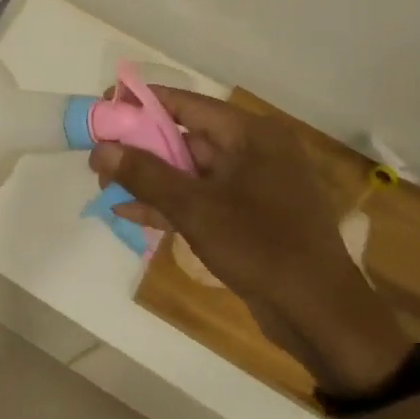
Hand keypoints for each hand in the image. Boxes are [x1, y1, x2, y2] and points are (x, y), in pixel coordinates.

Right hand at [90, 90, 410, 394]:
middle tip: (99, 154)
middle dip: (140, 147)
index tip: (105, 102)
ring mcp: (253, 187)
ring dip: (149, 178)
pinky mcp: (249, 218)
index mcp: (251, 135)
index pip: (187, 104)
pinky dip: (169, 204)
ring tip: (104, 184)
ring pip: (190, 171)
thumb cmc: (262, 247)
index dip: (143, 102)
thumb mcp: (196, 209)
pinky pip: (201, 199)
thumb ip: (146, 175)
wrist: (320, 316)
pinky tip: (129, 212)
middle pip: (186, 137)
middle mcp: (254, 152)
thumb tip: (100, 149)